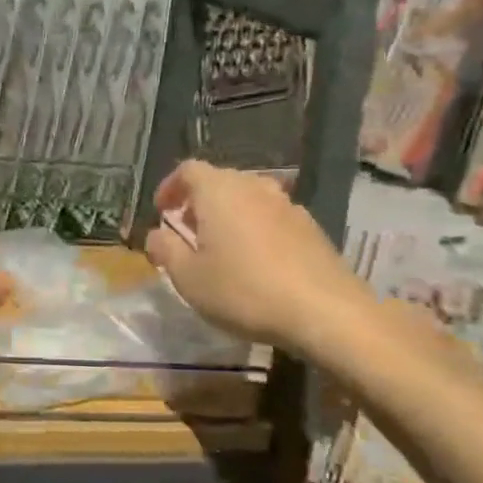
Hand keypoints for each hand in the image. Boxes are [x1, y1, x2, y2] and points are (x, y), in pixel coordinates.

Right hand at [142, 160, 369, 357]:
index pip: (188, 170)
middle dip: (198, 201)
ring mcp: (288, 206)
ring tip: (221, 247)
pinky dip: (256, 229)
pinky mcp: (312, 229)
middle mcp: (254, 188)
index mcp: (219, 191)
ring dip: (229, 215)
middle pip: (220, 181)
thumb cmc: (244, 290)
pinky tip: (256, 262)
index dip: (170, 187)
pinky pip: (272, 217)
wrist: (326, 312)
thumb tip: (156, 235)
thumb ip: (165, 250)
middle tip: (187, 230)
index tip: (162, 211)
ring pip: (248, 198)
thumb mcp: (188, 277)